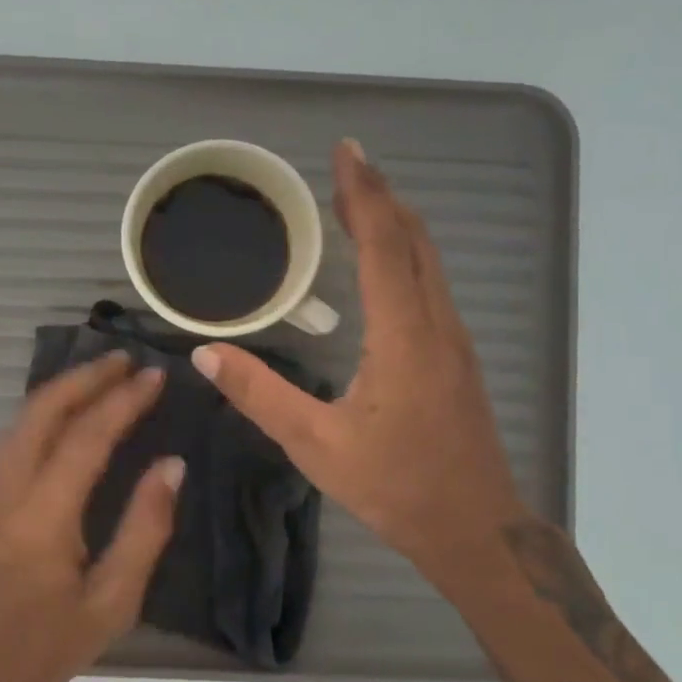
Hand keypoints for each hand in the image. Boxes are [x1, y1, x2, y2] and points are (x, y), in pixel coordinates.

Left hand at [0, 352, 183, 681]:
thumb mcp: (111, 603)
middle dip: (85, 377)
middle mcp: (6, 489)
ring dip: (61, 391)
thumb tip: (171, 465)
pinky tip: (64, 416)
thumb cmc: (42, 649)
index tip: (154, 375)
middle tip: (125, 359)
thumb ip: (145, 528)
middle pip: (43, 410)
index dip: (123, 400)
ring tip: (100, 376)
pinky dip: (42, 414)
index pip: (87, 436)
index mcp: (43, 515)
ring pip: (21, 421)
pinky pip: (11, 440)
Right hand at [192, 140, 528, 601]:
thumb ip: (260, 395)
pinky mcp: (456, 355)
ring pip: (429, 260)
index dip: (364, 195)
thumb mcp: (315, 445)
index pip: (384, 246)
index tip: (345, 153)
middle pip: (414, 240)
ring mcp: (454, 339)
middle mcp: (437, 325)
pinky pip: (431, 282)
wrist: (474, 528)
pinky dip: (405, 252)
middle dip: (381, 196)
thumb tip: (206, 353)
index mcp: (404, 337)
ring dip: (395, 221)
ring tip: (359, 198)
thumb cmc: (395, 487)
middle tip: (346, 164)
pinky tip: (383, 259)